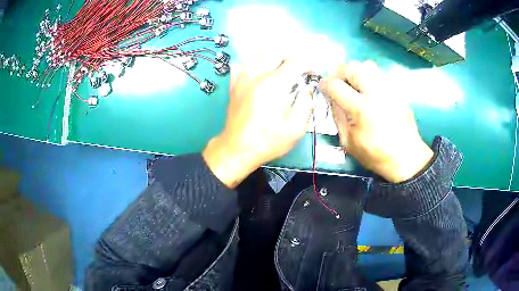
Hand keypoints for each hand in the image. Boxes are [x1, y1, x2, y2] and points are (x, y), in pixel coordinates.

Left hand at [203, 57, 313, 187]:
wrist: (237, 149)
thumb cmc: (267, 141)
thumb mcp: (296, 129)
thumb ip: (306, 104)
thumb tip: (308, 90)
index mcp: (274, 85)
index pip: (295, 61)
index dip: (307, 63)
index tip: (312, 71)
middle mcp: (257, 75)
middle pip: (275, 51)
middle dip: (290, 55)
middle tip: (298, 65)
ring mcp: (243, 78)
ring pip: (256, 53)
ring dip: (271, 54)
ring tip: (280, 64)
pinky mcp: (234, 84)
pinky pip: (241, 64)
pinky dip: (251, 61)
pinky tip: (258, 69)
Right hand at [320, 61, 432, 182]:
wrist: (407, 158)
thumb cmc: (376, 155)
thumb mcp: (349, 142)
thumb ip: (337, 117)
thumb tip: (331, 98)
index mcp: (361, 109)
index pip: (336, 85)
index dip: (324, 84)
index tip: (322, 87)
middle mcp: (375, 93)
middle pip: (352, 67)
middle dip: (338, 72)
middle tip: (336, 82)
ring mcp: (388, 90)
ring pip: (367, 65)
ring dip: (355, 71)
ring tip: (352, 83)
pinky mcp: (397, 91)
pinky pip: (379, 74)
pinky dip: (368, 76)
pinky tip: (368, 90)